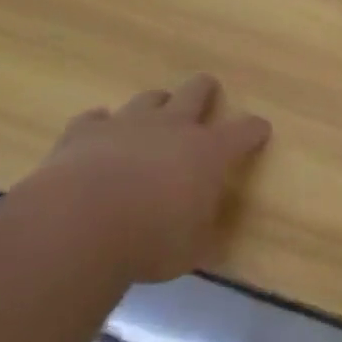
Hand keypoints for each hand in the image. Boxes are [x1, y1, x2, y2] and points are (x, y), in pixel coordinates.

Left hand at [11, 75, 271, 283]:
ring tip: (152, 119)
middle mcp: (172, 126)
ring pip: (149, 99)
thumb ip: (203, 235)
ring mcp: (127, 123)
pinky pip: (96, 118)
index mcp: (207, 152)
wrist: (80, 223)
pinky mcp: (86, 131)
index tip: (260, 129)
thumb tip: (212, 238)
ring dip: (155, 107)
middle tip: (207, 93)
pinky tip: (98, 138)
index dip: (254, 130)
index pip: (242, 132)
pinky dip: (100, 127)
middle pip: (196, 92)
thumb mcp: (190, 250)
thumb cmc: (149, 241)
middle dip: (205, 91)